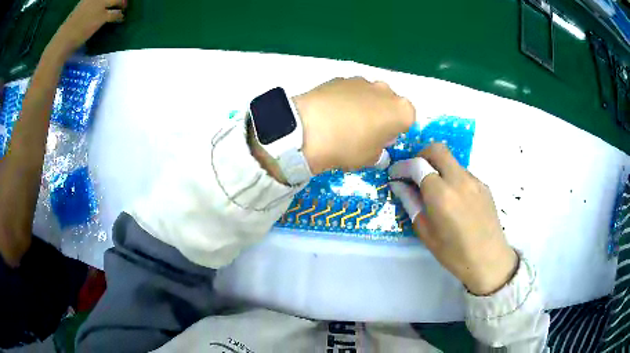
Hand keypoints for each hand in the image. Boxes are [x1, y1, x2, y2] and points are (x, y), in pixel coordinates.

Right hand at [49, 0, 125, 54]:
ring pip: (119, 0)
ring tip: (123, 9)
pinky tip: (120, 19)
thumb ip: (91, 3)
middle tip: (123, 2)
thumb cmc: (69, 27)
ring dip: (123, 4)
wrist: (63, 40)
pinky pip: (116, 13)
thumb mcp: (81, 8)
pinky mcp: (101, 17)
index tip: (113, 0)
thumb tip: (101, 5)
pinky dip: (120, 16)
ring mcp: (99, 5)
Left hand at [293, 77, 414, 172]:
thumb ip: (379, 148)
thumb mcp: (370, 158)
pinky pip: (350, 91)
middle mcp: (386, 90)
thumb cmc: (348, 147)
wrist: (308, 129)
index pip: (408, 120)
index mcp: (402, 110)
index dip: (396, 131)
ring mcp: (362, 81)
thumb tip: (375, 142)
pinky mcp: (340, 78)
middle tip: (364, 132)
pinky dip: (346, 99)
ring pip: (370, 95)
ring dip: (364, 105)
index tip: (382, 141)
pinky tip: (331, 112)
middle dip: (382, 115)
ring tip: (343, 122)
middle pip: (389, 103)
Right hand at [389, 144, 517, 295]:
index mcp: (441, 195)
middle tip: (414, 172)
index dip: (402, 166)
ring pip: (451, 160)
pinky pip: (463, 172)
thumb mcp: (426, 233)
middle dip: (421, 155)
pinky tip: (453, 198)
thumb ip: (411, 203)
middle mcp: (459, 180)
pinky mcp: (484, 185)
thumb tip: (399, 185)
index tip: (395, 175)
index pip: (417, 165)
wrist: (489, 260)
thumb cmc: (454, 253)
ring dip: (438, 167)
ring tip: (434, 189)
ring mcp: (474, 180)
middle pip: (437, 149)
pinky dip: (452, 177)